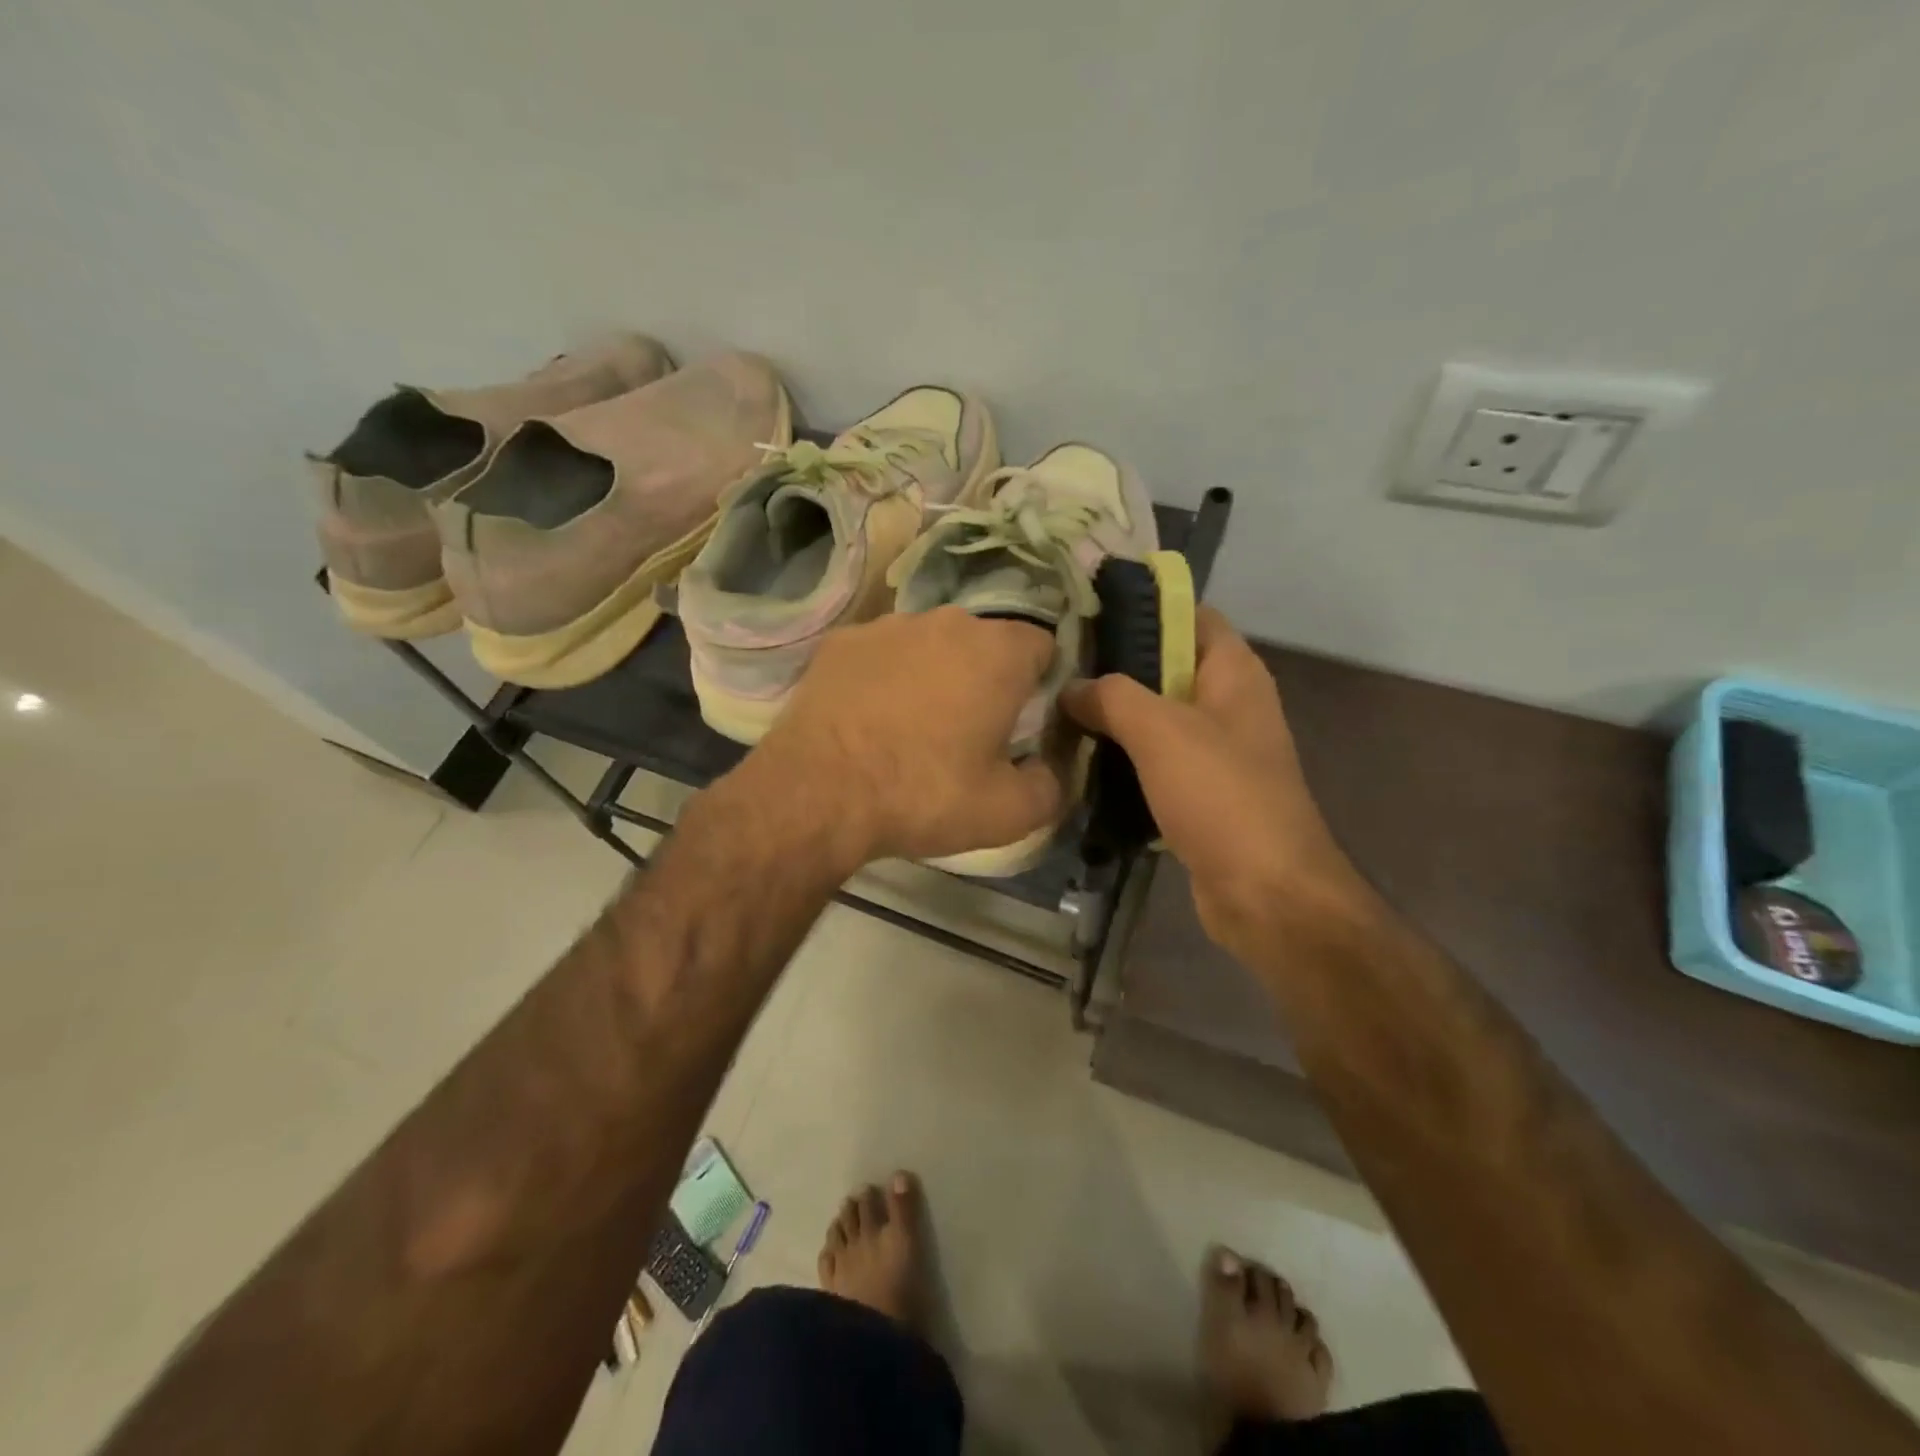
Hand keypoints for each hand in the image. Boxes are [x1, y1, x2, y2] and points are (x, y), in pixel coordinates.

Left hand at [749, 607, 1065, 867]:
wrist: (818, 793)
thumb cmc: (924, 794)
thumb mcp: (1009, 812)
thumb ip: (1052, 786)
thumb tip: (1052, 769)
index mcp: (998, 652)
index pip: (1042, 646)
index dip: (1040, 684)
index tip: (1023, 722)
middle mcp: (947, 621)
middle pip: (985, 643)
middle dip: (986, 678)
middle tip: (970, 730)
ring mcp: (888, 625)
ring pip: (930, 644)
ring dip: (934, 674)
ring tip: (913, 726)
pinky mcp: (841, 641)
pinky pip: (881, 653)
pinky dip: (885, 676)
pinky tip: (869, 717)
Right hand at [1062, 607, 1366, 957]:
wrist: (1266, 893)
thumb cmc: (1221, 796)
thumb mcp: (1161, 731)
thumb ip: (1112, 697)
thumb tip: (1072, 687)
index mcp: (1234, 673)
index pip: (1189, 616)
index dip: (1142, 609)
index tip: (1085, 613)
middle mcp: (1229, 704)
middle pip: (1167, 667)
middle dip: (1115, 666)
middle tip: (1057, 667)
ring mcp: (1217, 751)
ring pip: (1157, 718)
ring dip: (1114, 716)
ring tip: (1057, 709)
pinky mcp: (1202, 793)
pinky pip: (1156, 761)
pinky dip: (1123, 758)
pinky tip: (1080, 760)